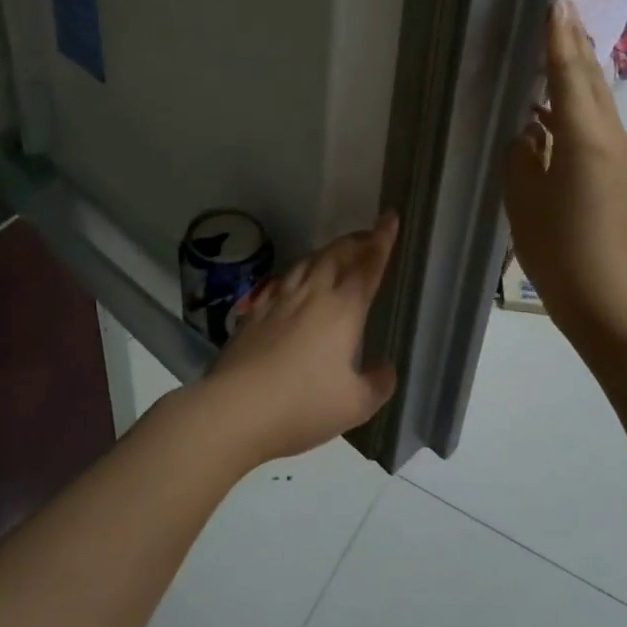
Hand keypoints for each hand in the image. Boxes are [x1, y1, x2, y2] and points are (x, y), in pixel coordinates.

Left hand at [198, 213, 401, 464]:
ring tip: (337, 252)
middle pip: (336, 255)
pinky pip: (282, 280)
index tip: (390, 217)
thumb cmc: (303, 406)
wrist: (236, 408)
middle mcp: (312, 295)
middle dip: (355, 241)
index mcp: (343, 310)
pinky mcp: (254, 312)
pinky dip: (297, 272)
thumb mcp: (355, 405)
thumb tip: (385, 367)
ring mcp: (279, 300)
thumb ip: (378, 384)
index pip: (368, 266)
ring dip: (327, 252)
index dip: (382, 241)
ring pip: (307, 263)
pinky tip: (294, 280)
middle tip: (369, 235)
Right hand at [502, 0, 626, 343]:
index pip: (568, 75)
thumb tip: (529, 132)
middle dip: (575, 44)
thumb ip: (522, 154)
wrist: (607, 298)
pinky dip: (578, 104)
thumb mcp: (523, 197)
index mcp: (583, 138)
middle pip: (590, 80)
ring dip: (578, 72)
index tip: (554, 4)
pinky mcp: (619, 173)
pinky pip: (597, 124)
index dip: (558, 40)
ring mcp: (619, 155)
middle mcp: (609, 137)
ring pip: (597, 101)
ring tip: (560, 45)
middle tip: (561, 11)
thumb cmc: (556, 248)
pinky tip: (556, 108)